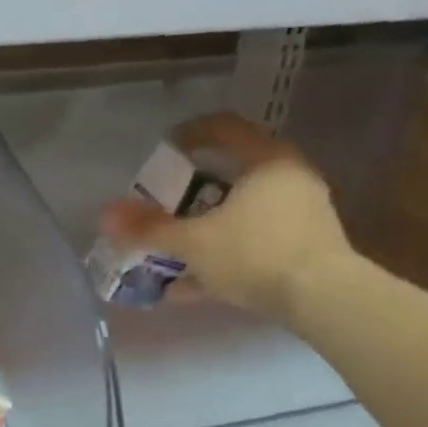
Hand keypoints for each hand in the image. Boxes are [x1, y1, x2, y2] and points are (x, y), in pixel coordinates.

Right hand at [98, 112, 358, 324]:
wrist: (322, 298)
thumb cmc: (255, 254)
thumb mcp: (195, 243)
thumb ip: (150, 229)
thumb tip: (105, 214)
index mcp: (266, 161)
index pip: (224, 128)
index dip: (189, 134)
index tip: (164, 151)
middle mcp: (289, 179)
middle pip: (232, 177)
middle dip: (192, 196)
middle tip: (164, 209)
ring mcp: (300, 216)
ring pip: (241, 218)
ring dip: (205, 234)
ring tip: (172, 256)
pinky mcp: (304, 250)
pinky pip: (254, 247)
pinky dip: (224, 260)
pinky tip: (190, 289)